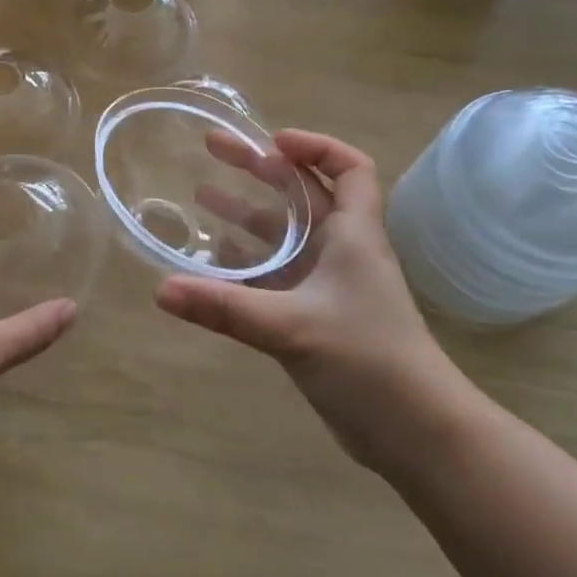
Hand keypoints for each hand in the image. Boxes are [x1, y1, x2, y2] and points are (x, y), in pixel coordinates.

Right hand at [159, 130, 457, 472]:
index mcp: (353, 234)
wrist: (416, 435)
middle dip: (261, 169)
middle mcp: (343, 250)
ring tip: (200, 197)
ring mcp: (329, 285)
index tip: (271, 141)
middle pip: (303, 193)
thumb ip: (225, 307)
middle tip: (213, 150)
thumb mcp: (293, 327)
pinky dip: (246, 264)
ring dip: (247, 214)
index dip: (315, 145)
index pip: (349, 168)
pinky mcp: (316, 316)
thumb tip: (160, 289)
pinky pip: (276, 275)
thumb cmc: (368, 361)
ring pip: (285, 235)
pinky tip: (212, 262)